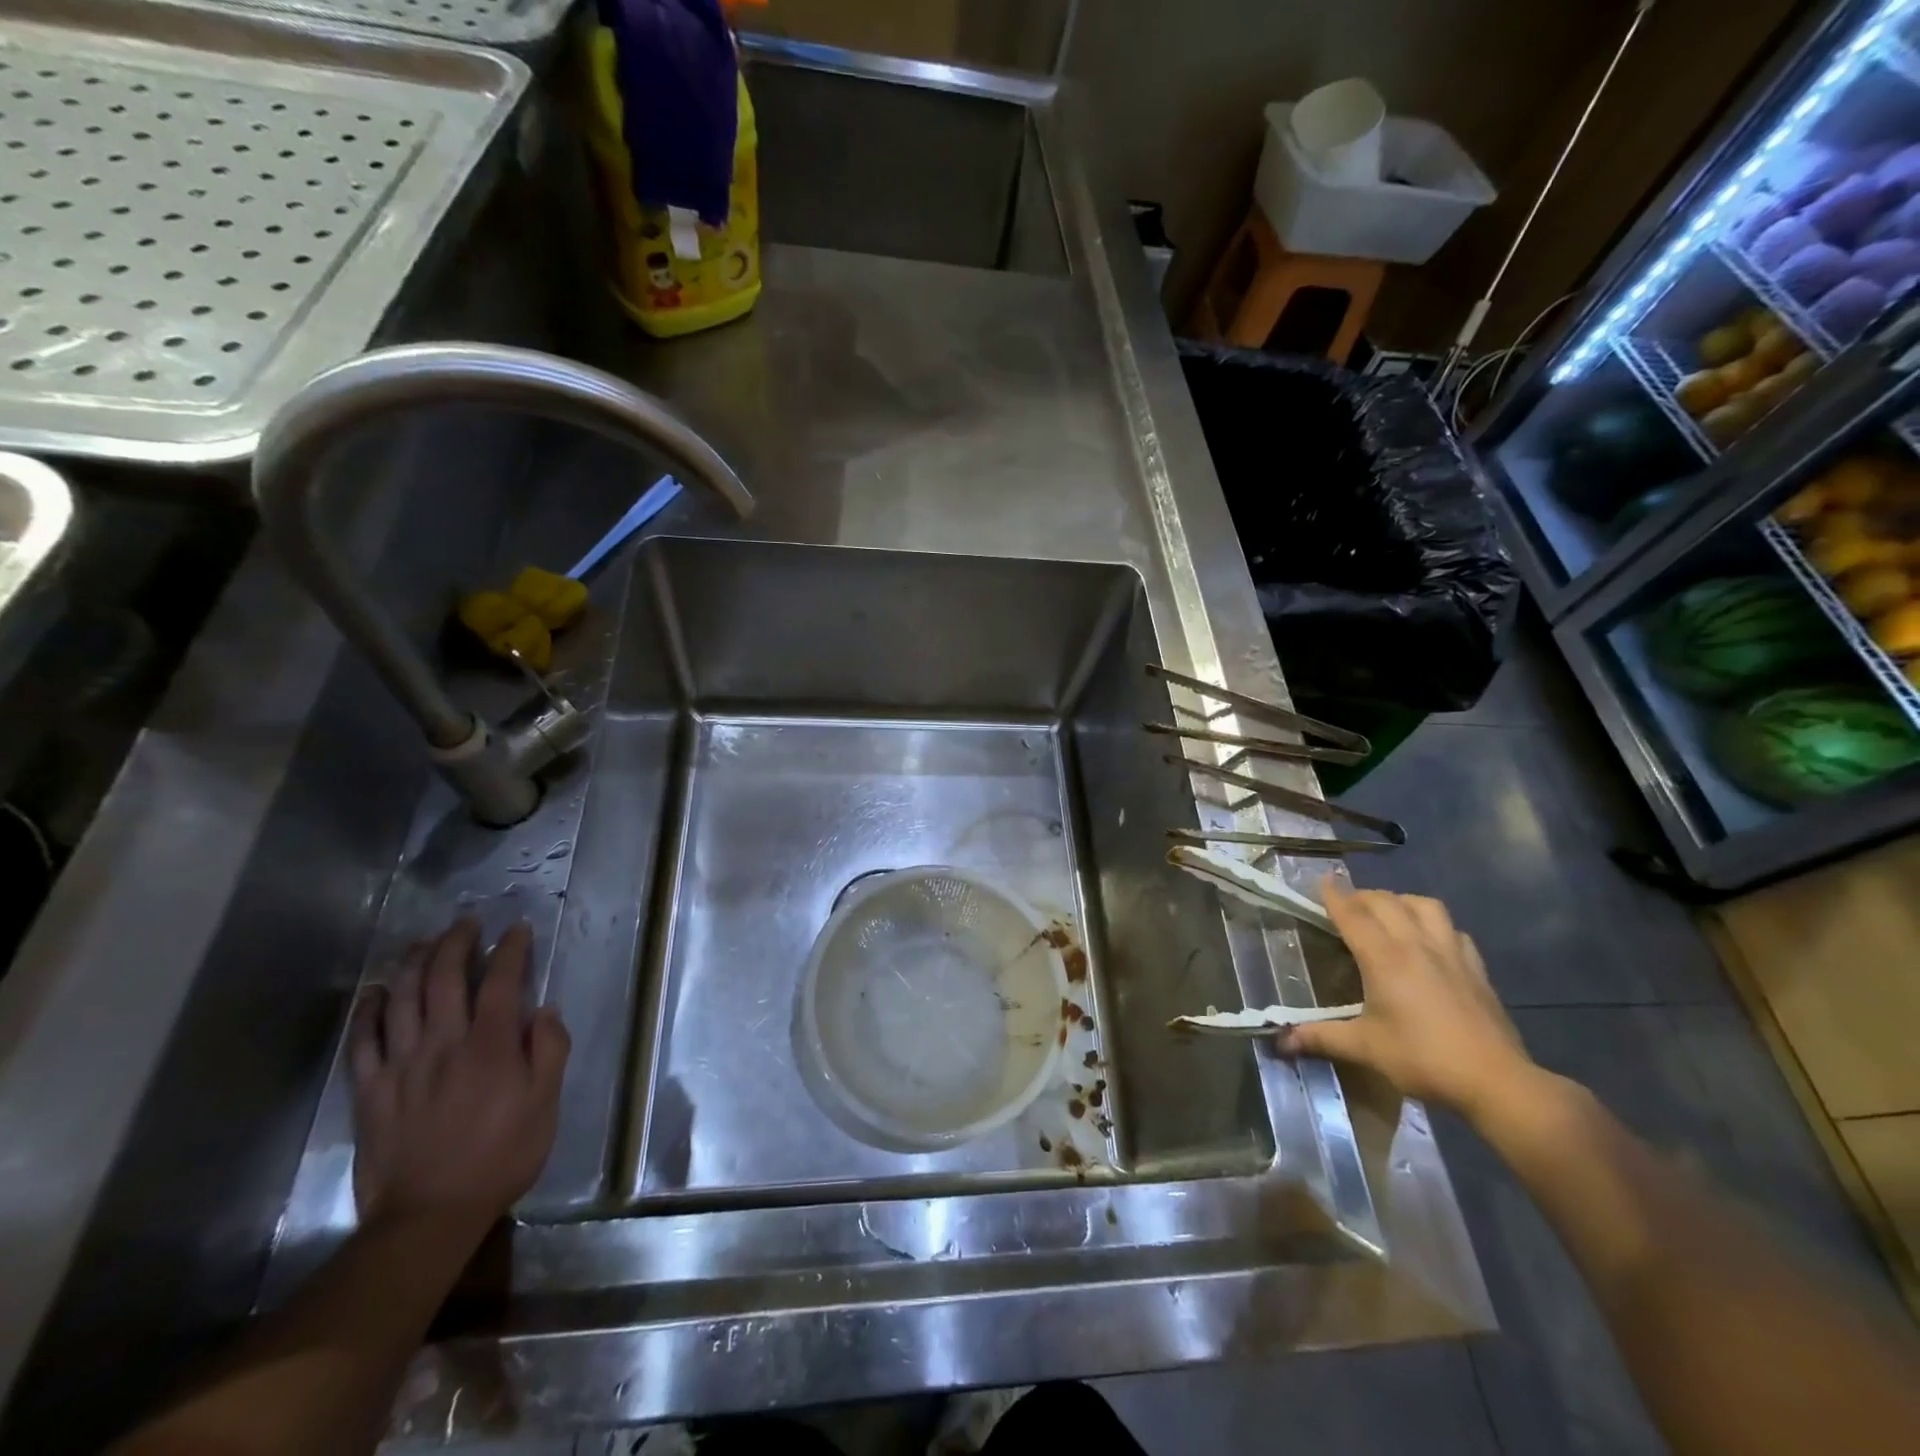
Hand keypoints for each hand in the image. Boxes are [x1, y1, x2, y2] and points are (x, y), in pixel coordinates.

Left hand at [348, 918, 569, 1233]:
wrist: (428, 1216)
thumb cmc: (501, 1156)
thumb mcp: (545, 1105)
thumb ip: (549, 1051)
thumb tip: (545, 1010)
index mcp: (491, 1046)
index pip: (502, 981)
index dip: (511, 949)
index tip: (518, 929)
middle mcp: (444, 1043)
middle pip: (445, 978)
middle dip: (457, 942)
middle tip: (468, 923)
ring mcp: (402, 1065)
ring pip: (403, 998)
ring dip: (414, 963)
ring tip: (425, 942)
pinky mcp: (371, 1090)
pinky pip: (363, 1040)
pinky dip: (369, 1010)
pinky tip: (377, 992)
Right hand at [1279, 884, 1535, 1122]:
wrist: (1496, 1081)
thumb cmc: (1423, 1058)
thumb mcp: (1365, 1048)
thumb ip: (1321, 1037)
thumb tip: (1281, 1041)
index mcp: (1384, 958)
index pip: (1353, 915)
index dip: (1334, 895)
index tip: (1321, 880)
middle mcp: (1416, 945)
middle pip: (1386, 902)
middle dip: (1362, 896)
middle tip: (1347, 904)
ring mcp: (1450, 953)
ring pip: (1424, 906)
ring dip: (1401, 901)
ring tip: (1389, 912)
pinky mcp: (1476, 968)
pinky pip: (1453, 929)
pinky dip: (1435, 924)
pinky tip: (1430, 939)